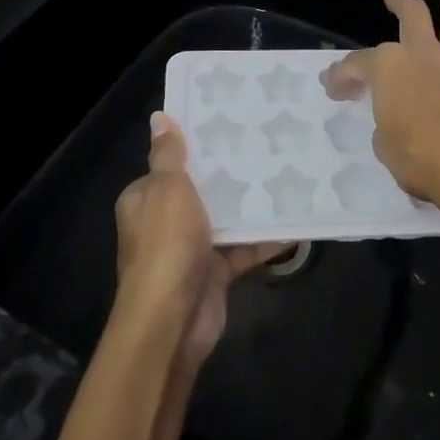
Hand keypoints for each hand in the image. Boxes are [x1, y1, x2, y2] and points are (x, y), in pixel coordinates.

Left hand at [114, 113, 284, 371]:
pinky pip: (242, 249)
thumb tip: (159, 116)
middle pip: (199, 190)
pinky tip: (294, 223)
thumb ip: (169, 155)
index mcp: (145, 199)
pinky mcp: (213, 273)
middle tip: (263, 144)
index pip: (168, 165)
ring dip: (248, 205)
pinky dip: (264, 239)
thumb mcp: (168, 189)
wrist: (172, 322)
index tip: (225, 124)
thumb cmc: (165, 246)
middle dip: (227, 173)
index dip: (193, 146)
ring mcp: (189, 249)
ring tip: (284, 174)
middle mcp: (163, 222)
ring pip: (223, 219)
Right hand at [322, 0, 439, 223]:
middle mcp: (422, 55)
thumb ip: (385, 121)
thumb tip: (392, 117)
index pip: (357, 65)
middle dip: (400, 4)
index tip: (334, 89)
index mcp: (388, 67)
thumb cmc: (416, 158)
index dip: (342, 76)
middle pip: (411, 17)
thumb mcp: (382, 143)